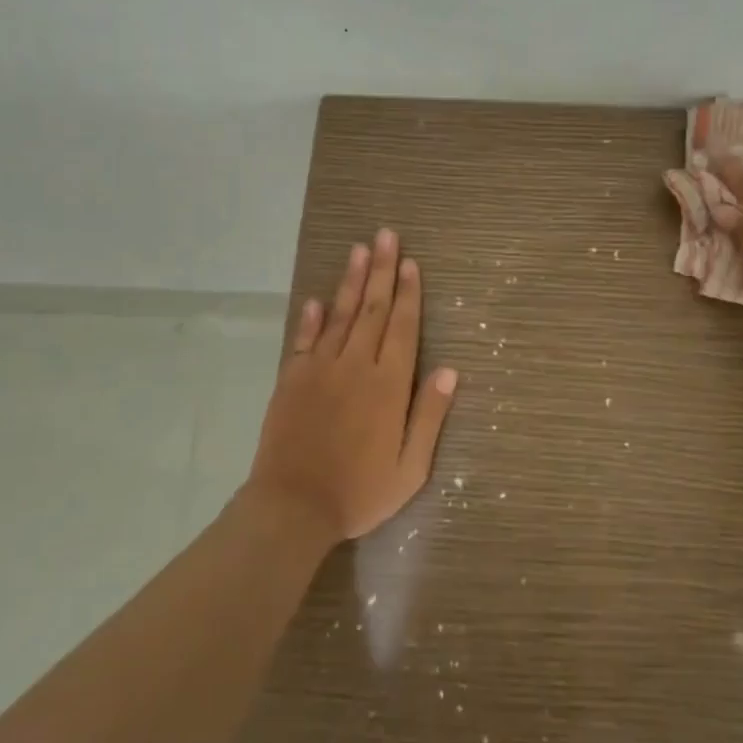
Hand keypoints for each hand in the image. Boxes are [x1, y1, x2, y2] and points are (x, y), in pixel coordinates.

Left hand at [246, 229, 457, 543]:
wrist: (292, 507)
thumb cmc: (360, 491)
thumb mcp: (410, 467)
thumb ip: (429, 415)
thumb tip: (450, 370)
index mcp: (388, 385)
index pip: (403, 327)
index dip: (410, 293)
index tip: (412, 263)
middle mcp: (355, 366)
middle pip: (373, 310)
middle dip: (382, 270)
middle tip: (386, 236)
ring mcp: (320, 369)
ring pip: (340, 315)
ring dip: (352, 281)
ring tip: (360, 249)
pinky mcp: (291, 379)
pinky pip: (304, 339)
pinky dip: (311, 317)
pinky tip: (317, 298)